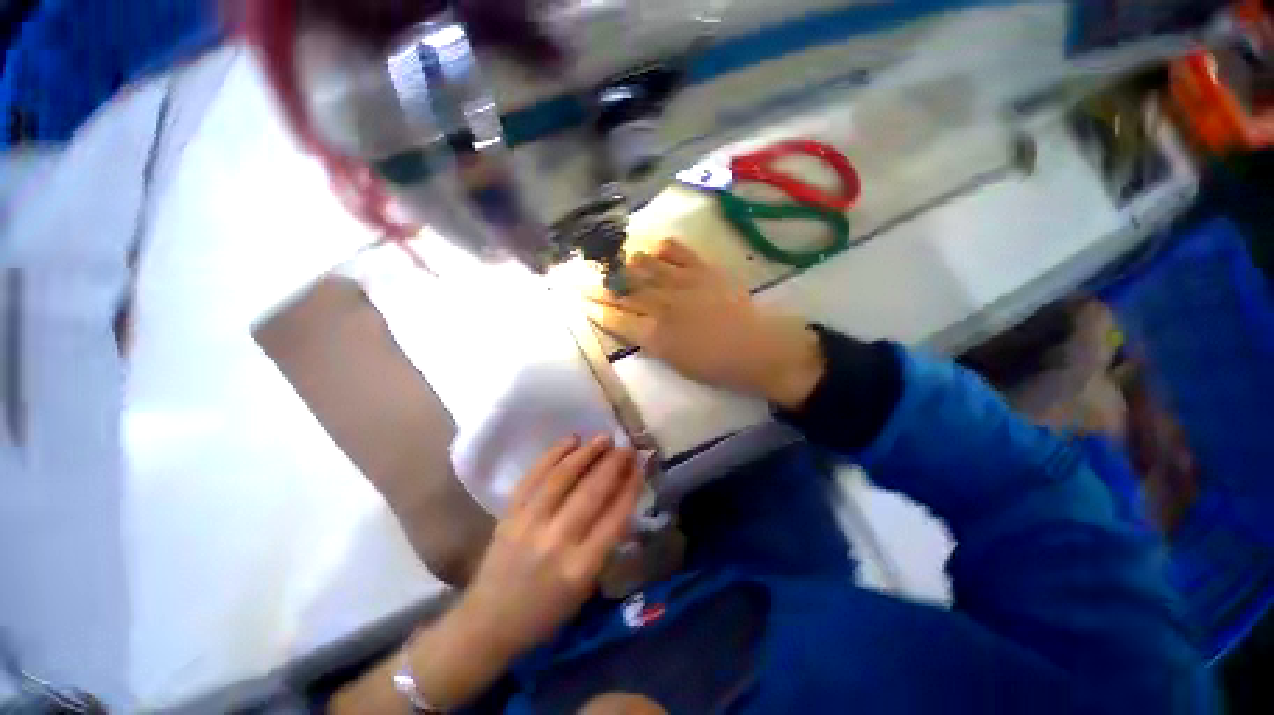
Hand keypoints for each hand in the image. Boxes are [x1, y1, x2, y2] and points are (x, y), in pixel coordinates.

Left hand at [457, 435, 643, 656]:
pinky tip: (571, 440)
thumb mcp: (586, 587)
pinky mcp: (510, 513)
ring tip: (604, 438)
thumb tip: (622, 496)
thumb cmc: (546, 611)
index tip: (639, 467)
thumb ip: (605, 542)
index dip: (631, 486)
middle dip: (614, 464)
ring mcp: (529, 524)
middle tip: (627, 448)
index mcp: (581, 568)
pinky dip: (554, 454)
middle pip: (592, 492)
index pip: (615, 517)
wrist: (489, 621)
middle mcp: (557, 541)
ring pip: (563, 477)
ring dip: (587, 453)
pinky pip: (534, 476)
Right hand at [585, 239, 825, 409]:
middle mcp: (664, 306)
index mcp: (656, 335)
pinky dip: (658, 247)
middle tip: (574, 271)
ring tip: (605, 256)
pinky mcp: (704, 270)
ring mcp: (684, 284)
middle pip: (622, 290)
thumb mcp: (675, 362)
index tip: (577, 299)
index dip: (593, 307)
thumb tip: (627, 322)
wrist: (759, 349)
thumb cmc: (716, 366)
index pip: (615, 317)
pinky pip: (676, 251)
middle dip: (595, 281)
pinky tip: (646, 246)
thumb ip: (648, 341)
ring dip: (620, 261)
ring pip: (643, 266)